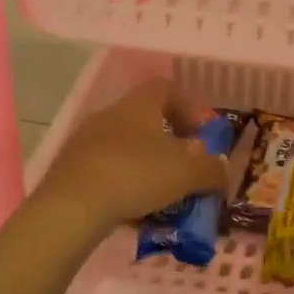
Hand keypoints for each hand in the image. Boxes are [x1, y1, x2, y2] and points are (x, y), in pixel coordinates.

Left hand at [34, 78, 229, 234]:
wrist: (72, 206)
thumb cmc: (136, 175)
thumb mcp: (186, 174)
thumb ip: (210, 170)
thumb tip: (222, 169)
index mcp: (139, 105)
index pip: (166, 88)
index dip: (188, 107)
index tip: (201, 134)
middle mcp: (111, 113)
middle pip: (145, 118)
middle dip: (169, 141)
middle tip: (185, 167)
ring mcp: (86, 139)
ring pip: (125, 144)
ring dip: (146, 163)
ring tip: (161, 193)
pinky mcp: (70, 166)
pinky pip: (105, 166)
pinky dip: (123, 181)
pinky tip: (132, 206)